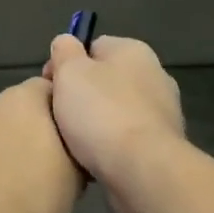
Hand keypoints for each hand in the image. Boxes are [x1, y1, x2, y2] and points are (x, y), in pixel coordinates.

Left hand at [0, 77, 82, 212]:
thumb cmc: (34, 198)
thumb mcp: (75, 177)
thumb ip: (74, 148)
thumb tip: (72, 147)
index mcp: (23, 98)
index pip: (47, 89)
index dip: (58, 112)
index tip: (66, 137)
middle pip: (12, 108)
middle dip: (24, 128)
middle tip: (39, 162)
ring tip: (7, 182)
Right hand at [42, 34, 185, 190]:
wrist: (142, 169)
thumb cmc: (101, 113)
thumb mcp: (69, 72)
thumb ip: (64, 51)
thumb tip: (66, 43)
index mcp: (134, 51)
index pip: (93, 47)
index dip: (66, 64)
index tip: (49, 87)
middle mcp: (155, 75)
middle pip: (106, 80)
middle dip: (82, 96)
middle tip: (58, 116)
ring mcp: (164, 112)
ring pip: (117, 111)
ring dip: (97, 123)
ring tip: (75, 143)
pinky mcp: (164, 145)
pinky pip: (128, 139)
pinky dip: (113, 146)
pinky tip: (96, 160)